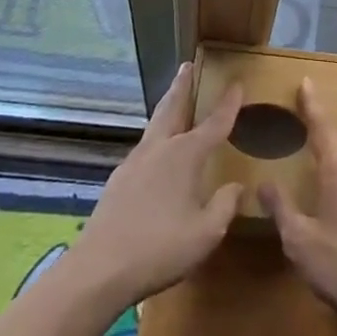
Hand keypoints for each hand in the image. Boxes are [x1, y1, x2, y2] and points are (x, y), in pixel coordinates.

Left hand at [72, 63, 242, 304]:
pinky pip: (144, 148)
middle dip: (183, 85)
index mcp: (185, 155)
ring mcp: (135, 162)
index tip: (237, 84)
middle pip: (173, 107)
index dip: (228, 104)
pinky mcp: (118, 180)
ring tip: (173, 100)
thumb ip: (225, 206)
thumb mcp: (206, 233)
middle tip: (188, 65)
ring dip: (167, 107)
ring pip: (155, 124)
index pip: (214, 123)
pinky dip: (156, 137)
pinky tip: (156, 153)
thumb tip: (235, 187)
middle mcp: (160, 148)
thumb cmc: (159, 248)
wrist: (99, 270)